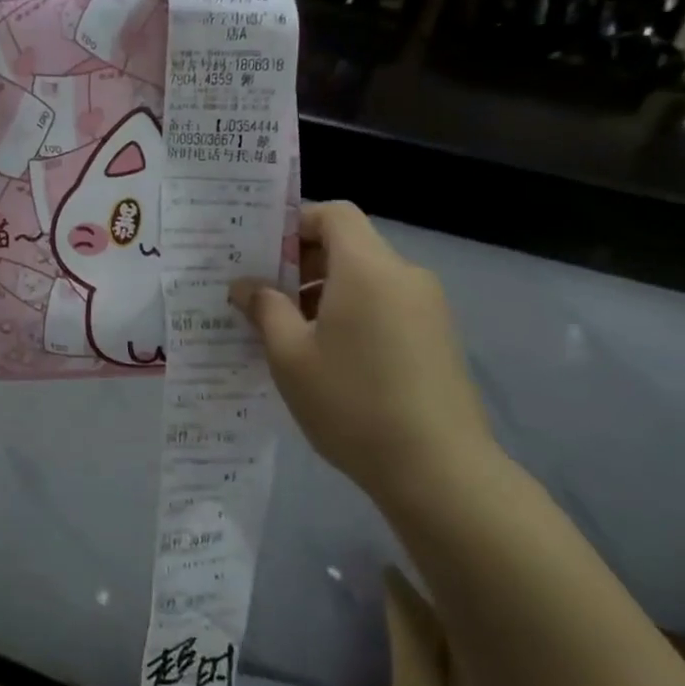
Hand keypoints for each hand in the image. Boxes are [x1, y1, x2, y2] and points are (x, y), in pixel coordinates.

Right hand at [230, 203, 497, 505]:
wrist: (439, 471)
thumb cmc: (352, 402)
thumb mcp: (290, 355)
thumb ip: (264, 309)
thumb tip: (244, 285)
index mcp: (367, 268)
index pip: (334, 214)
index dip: (296, 224)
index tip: (263, 256)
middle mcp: (404, 276)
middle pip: (350, 245)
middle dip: (303, 263)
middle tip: (265, 298)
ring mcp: (428, 308)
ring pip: (367, 278)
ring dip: (326, 291)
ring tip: (292, 334)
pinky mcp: (438, 338)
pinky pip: (386, 305)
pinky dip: (353, 313)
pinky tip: (330, 357)